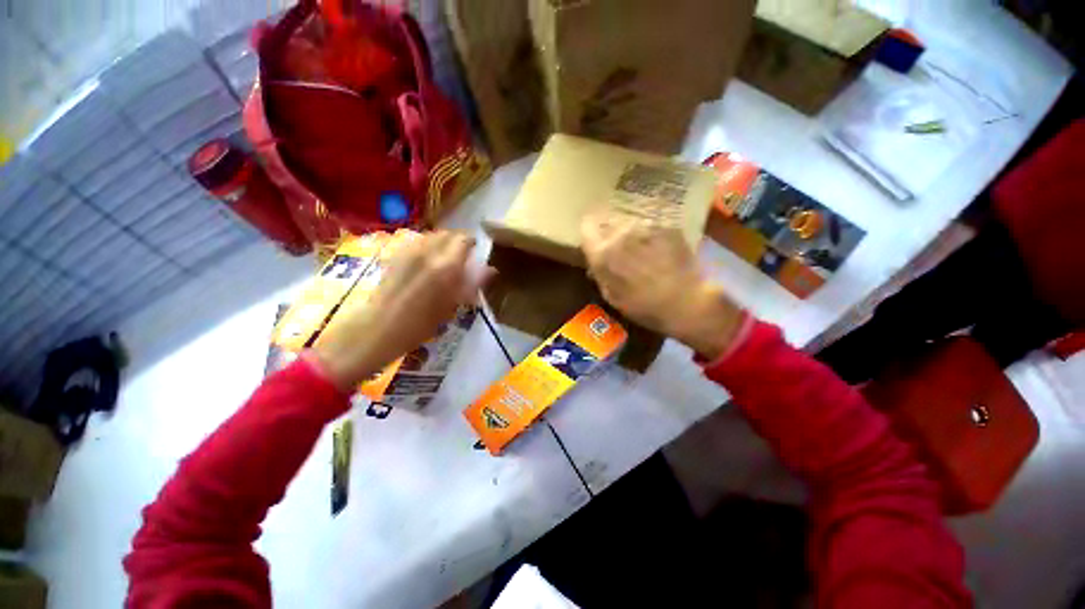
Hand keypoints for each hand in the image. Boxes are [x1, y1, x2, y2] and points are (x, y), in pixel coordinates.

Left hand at [312, 231, 488, 391]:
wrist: (379, 328)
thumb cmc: (421, 324)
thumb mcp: (452, 305)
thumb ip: (472, 283)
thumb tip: (491, 269)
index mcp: (446, 266)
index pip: (464, 240)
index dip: (471, 242)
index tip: (475, 250)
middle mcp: (428, 252)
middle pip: (447, 233)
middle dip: (457, 240)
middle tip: (462, 255)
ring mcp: (408, 251)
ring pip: (431, 235)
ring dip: (441, 242)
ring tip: (444, 257)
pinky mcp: (395, 255)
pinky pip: (416, 242)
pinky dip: (426, 245)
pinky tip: (426, 261)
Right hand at [580, 209, 745, 359]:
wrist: (687, 302)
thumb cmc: (644, 307)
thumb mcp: (613, 297)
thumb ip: (600, 275)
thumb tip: (595, 265)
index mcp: (603, 253)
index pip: (586, 226)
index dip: (590, 232)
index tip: (594, 239)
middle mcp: (620, 233)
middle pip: (608, 219)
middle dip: (610, 231)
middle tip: (620, 247)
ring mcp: (646, 226)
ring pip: (630, 221)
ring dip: (631, 232)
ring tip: (643, 249)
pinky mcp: (667, 225)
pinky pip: (651, 224)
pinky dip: (652, 234)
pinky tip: (661, 250)